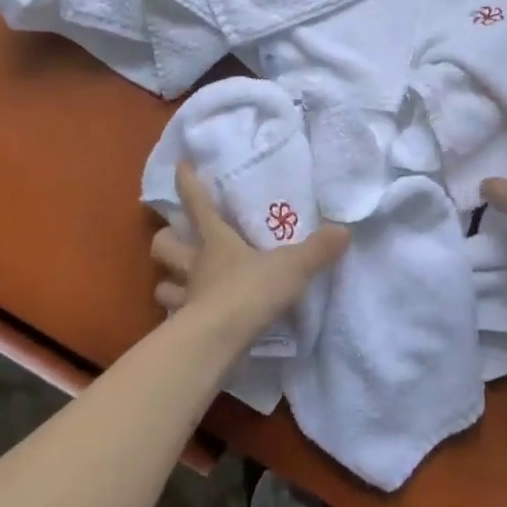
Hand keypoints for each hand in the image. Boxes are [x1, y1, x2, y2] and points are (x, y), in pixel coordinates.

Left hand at [151, 163, 348, 349]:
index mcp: (216, 241)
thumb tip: (344, 230)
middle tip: (177, 236)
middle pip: (163, 243)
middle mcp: (195, 265)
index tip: (180, 166)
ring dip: (168, 280)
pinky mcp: (182, 328)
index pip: (197, 204)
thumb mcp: (292, 267)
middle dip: (167, 237)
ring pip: (161, 284)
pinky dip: (178, 315)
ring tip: (178, 280)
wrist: (220, 340)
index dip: (187, 183)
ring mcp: (185, 297)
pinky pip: (173, 317)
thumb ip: (317, 250)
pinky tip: (191, 317)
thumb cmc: (250, 291)